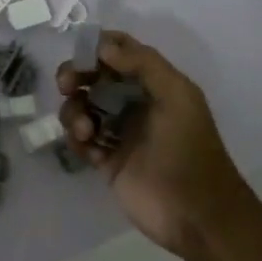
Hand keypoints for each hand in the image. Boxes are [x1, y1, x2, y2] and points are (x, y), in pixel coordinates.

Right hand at [57, 31, 254, 258]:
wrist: (195, 214)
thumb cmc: (188, 149)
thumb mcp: (176, 96)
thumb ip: (143, 64)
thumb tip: (103, 47)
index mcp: (155, 84)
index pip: (121, 52)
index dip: (98, 47)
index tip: (81, 54)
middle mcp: (135, 103)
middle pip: (94, 77)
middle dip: (76, 76)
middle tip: (66, 85)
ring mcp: (119, 132)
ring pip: (83, 107)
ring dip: (75, 111)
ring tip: (84, 130)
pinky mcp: (107, 161)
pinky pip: (81, 139)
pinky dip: (78, 138)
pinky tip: (88, 147)